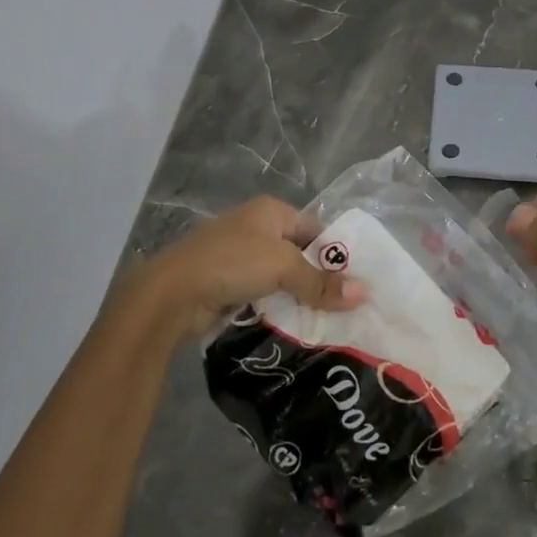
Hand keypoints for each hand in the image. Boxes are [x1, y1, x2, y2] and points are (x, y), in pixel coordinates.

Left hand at [130, 196, 366, 341]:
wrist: (173, 292)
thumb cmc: (232, 263)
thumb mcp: (283, 267)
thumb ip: (321, 282)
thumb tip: (363, 294)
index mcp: (271, 211)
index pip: (316, 229)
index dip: (336, 253)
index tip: (358, 282)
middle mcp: (256, 228)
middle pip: (299, 253)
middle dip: (320, 278)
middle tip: (348, 306)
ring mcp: (240, 256)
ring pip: (282, 276)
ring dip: (299, 296)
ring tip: (329, 320)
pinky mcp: (229, 283)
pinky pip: (264, 293)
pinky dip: (279, 307)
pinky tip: (297, 325)